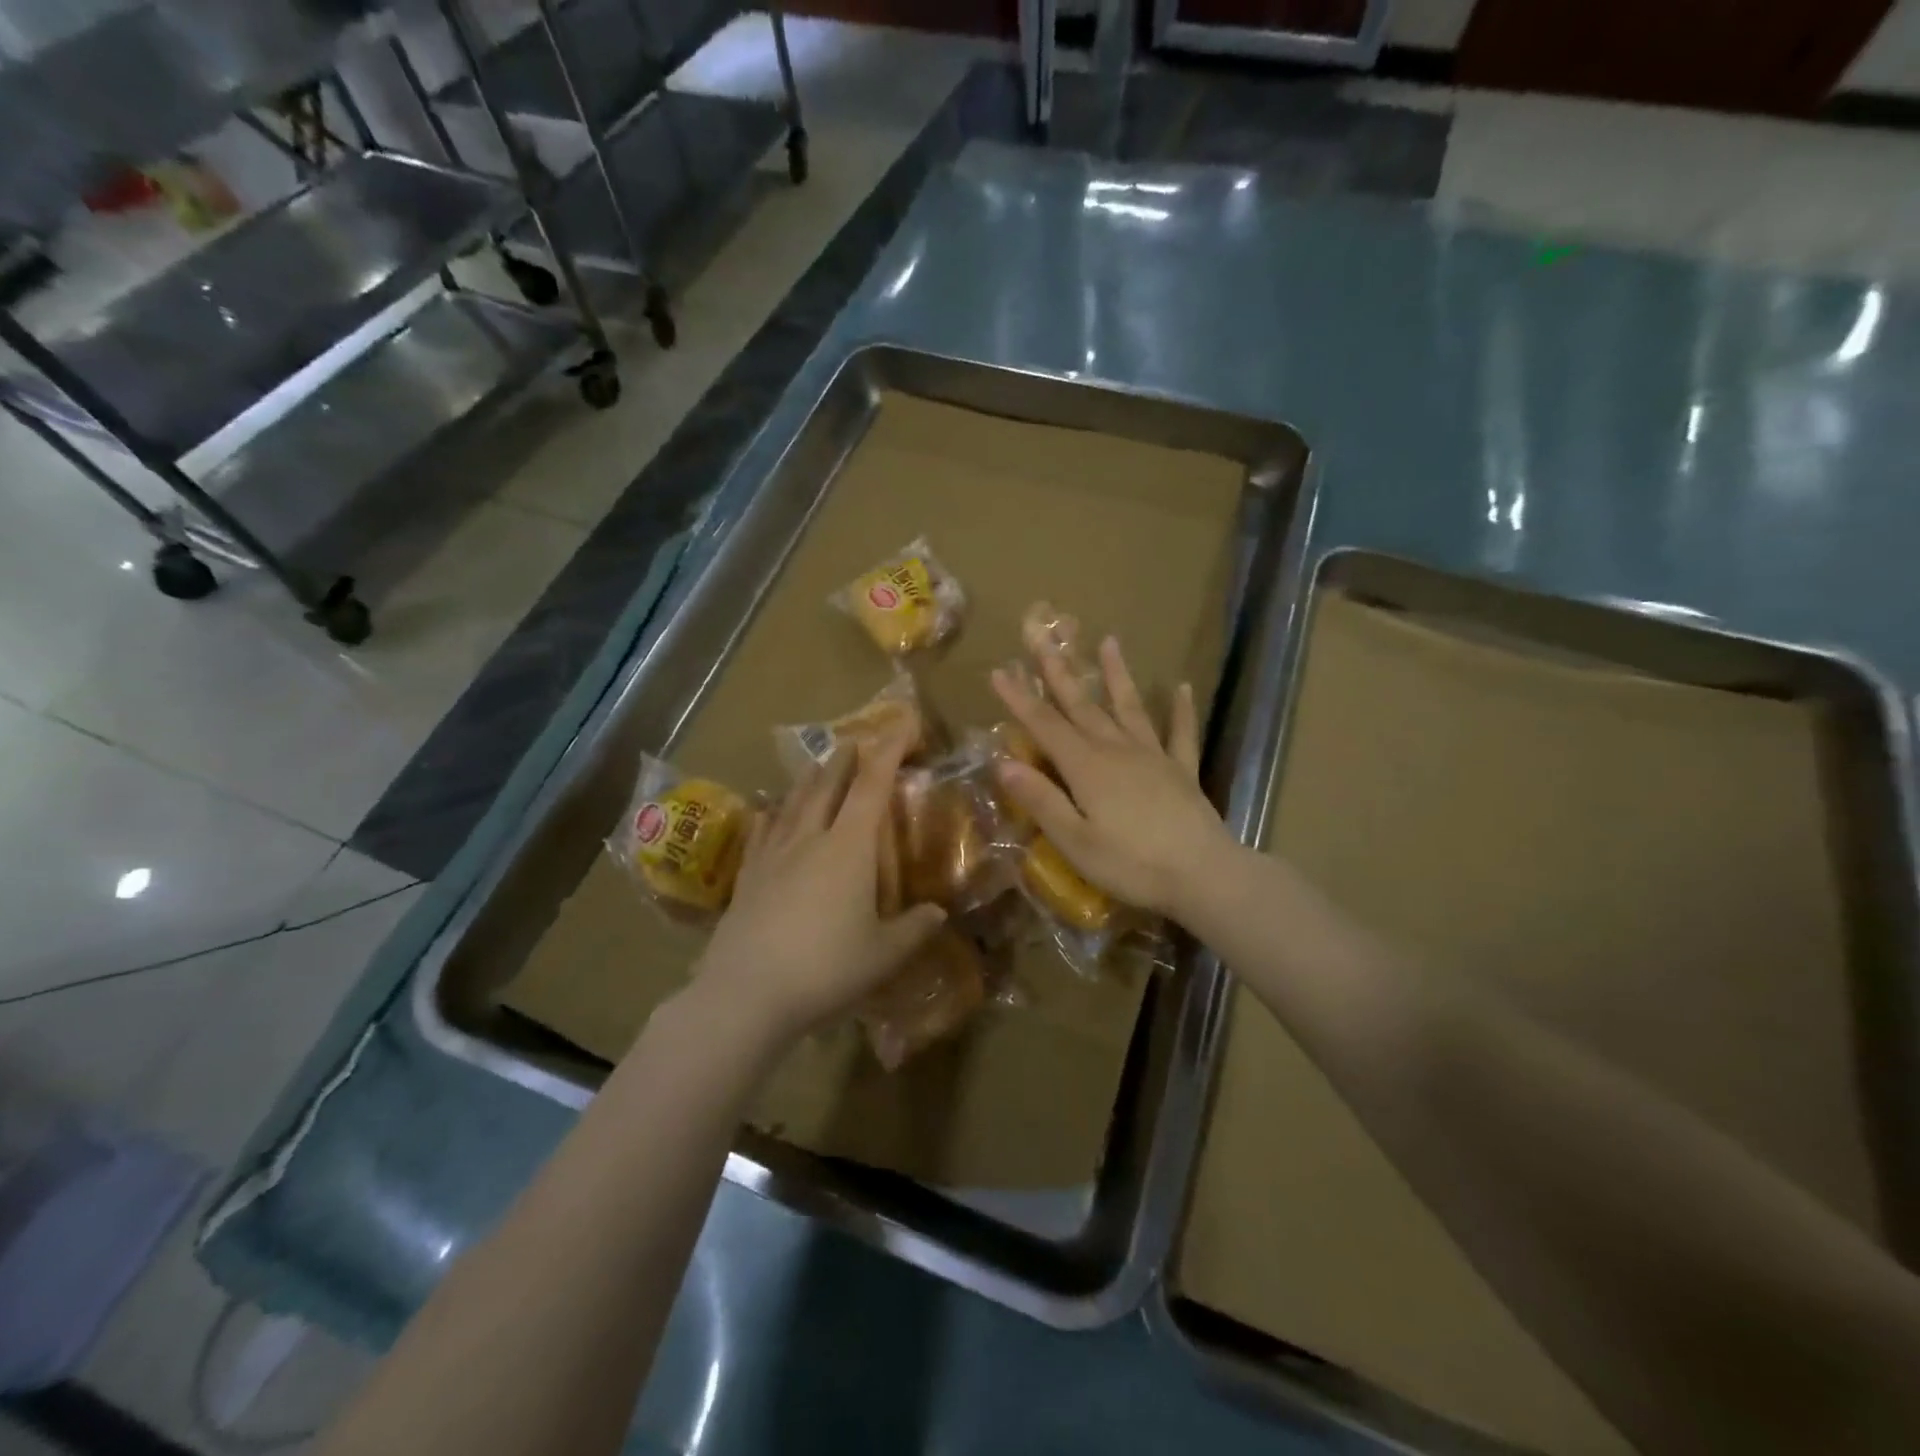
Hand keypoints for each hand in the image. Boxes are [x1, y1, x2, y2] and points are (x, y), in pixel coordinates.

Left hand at [692, 719, 946, 1045]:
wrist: (745, 995)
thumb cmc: (826, 969)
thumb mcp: (884, 955)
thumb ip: (915, 929)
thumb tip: (938, 913)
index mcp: (849, 847)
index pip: (873, 785)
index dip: (890, 749)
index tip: (904, 723)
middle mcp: (810, 838)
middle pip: (829, 784)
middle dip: (846, 758)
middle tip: (856, 740)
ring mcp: (773, 855)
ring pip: (794, 802)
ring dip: (810, 778)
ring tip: (818, 764)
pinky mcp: (748, 877)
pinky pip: (761, 832)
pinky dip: (771, 814)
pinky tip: (767, 810)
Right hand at [990, 632, 1233, 920]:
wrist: (1203, 875)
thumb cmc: (1131, 865)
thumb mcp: (1075, 841)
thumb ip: (1041, 800)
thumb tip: (1003, 764)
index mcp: (1087, 767)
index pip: (1045, 725)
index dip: (1020, 698)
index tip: (999, 671)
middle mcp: (1117, 750)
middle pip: (1082, 705)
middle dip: (1060, 672)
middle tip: (1044, 639)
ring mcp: (1154, 756)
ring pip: (1129, 707)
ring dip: (1117, 675)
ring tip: (1109, 641)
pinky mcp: (1182, 771)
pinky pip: (1181, 733)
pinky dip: (1180, 710)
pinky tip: (1181, 687)